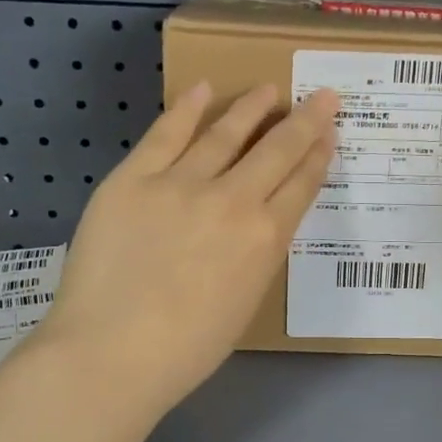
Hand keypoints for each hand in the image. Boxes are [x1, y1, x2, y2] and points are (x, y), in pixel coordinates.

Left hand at [39, 82, 337, 412]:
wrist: (111, 352)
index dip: (319, 155)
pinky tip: (202, 88)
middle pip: (278, 150)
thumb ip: (257, 255)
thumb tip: (257, 225)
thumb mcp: (244, 302)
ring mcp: (181, 184)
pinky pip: (165, 134)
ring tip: (268, 89)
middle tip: (324, 96)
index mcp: (265, 239)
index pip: (301, 185)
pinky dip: (186, 108)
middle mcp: (233, 201)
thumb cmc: (186, 349)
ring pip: (226, 133)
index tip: (330, 134)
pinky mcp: (134, 178)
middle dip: (306, 120)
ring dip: (252, 107)